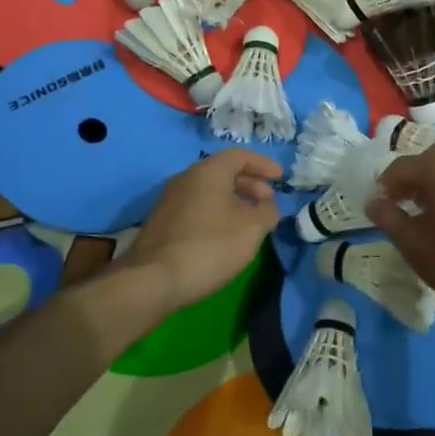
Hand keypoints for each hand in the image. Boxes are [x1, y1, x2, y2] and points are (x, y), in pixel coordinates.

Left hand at [121, 149, 283, 310]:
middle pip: (223, 172)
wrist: (153, 280)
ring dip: (234, 201)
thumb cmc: (210, 246)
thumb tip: (269, 206)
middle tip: (268, 203)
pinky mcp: (162, 223)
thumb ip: (267, 212)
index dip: (264, 164)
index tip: (281, 178)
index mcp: (208, 171)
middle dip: (250, 184)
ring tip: (250, 222)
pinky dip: (217, 213)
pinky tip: (225, 236)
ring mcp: (170, 201)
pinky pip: (197, 207)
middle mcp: (186, 178)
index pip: (240, 155)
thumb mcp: (252, 229)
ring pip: (209, 191)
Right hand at [367, 146, 434, 313]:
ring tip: (426, 209)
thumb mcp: (415, 245)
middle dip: (411, 178)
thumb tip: (373, 202)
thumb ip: (389, 218)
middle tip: (401, 203)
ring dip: (434, 180)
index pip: (402, 167)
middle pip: (429, 159)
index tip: (379, 206)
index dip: (385, 185)